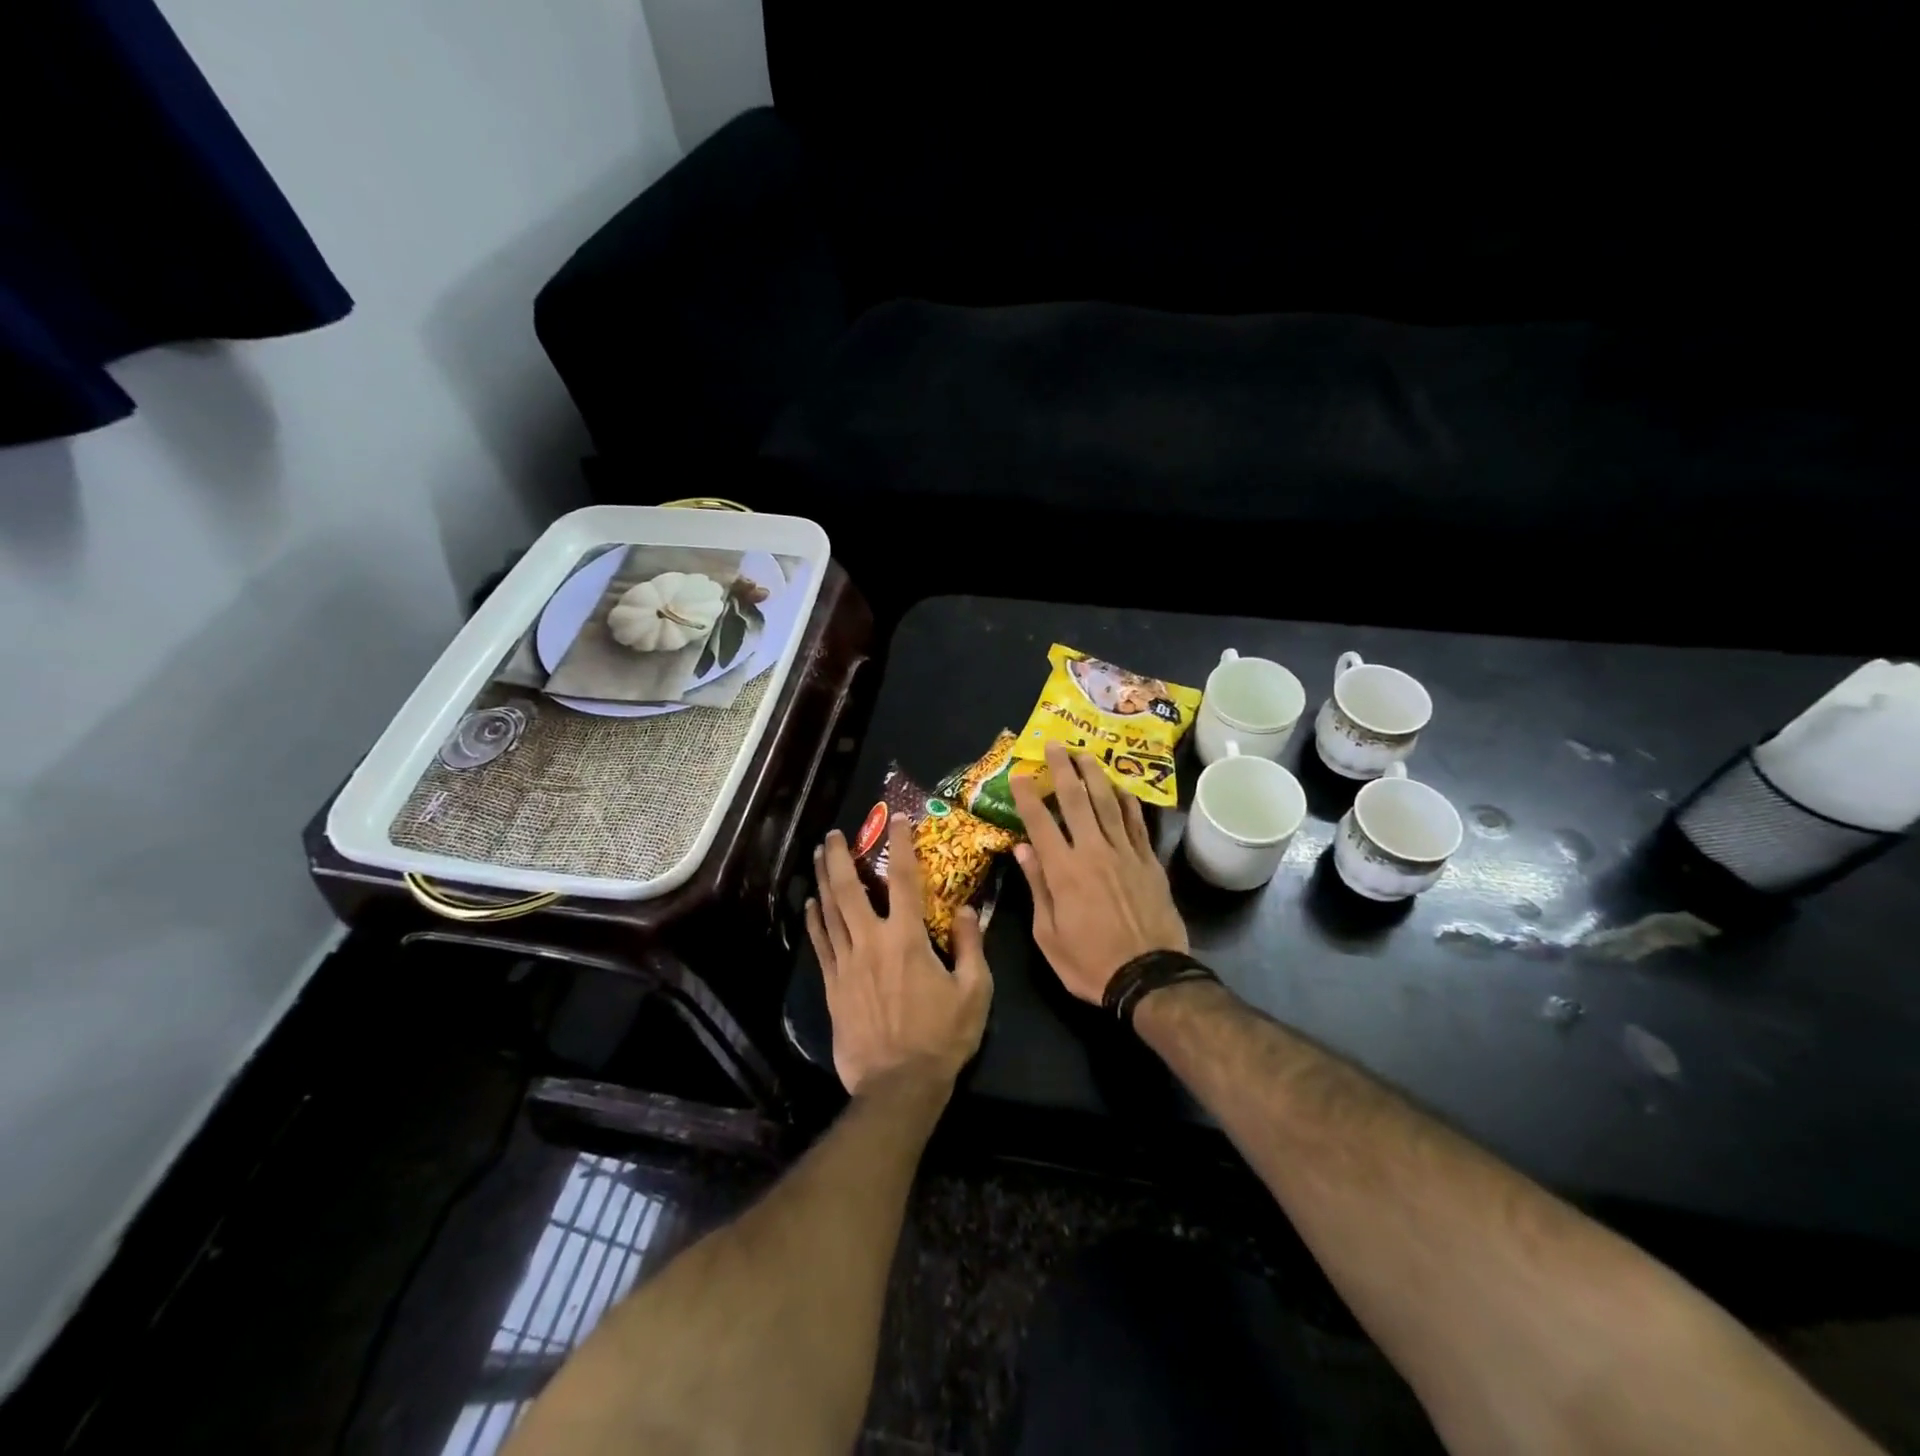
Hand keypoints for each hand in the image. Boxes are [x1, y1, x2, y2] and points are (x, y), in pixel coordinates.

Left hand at [806, 817, 993, 1095]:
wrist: (899, 1086)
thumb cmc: (942, 1038)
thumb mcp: (975, 991)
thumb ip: (972, 946)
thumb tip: (966, 909)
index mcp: (908, 939)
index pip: (903, 880)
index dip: (900, 845)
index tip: (896, 819)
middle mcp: (872, 942)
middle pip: (850, 889)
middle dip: (839, 857)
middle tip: (833, 834)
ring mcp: (847, 964)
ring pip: (830, 912)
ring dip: (822, 880)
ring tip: (815, 856)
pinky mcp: (833, 986)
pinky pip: (820, 944)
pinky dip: (814, 921)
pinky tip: (810, 905)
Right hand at [1009, 741, 1188, 1004]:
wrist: (1149, 977)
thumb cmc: (1090, 963)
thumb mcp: (1048, 935)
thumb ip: (1037, 886)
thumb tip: (1022, 848)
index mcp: (1063, 871)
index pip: (1040, 822)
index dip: (1028, 795)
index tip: (1019, 774)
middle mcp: (1093, 852)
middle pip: (1075, 800)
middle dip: (1063, 769)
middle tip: (1054, 745)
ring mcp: (1125, 854)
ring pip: (1108, 803)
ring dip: (1094, 775)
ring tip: (1085, 753)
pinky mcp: (1148, 862)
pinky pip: (1137, 823)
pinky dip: (1127, 802)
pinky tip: (1120, 788)